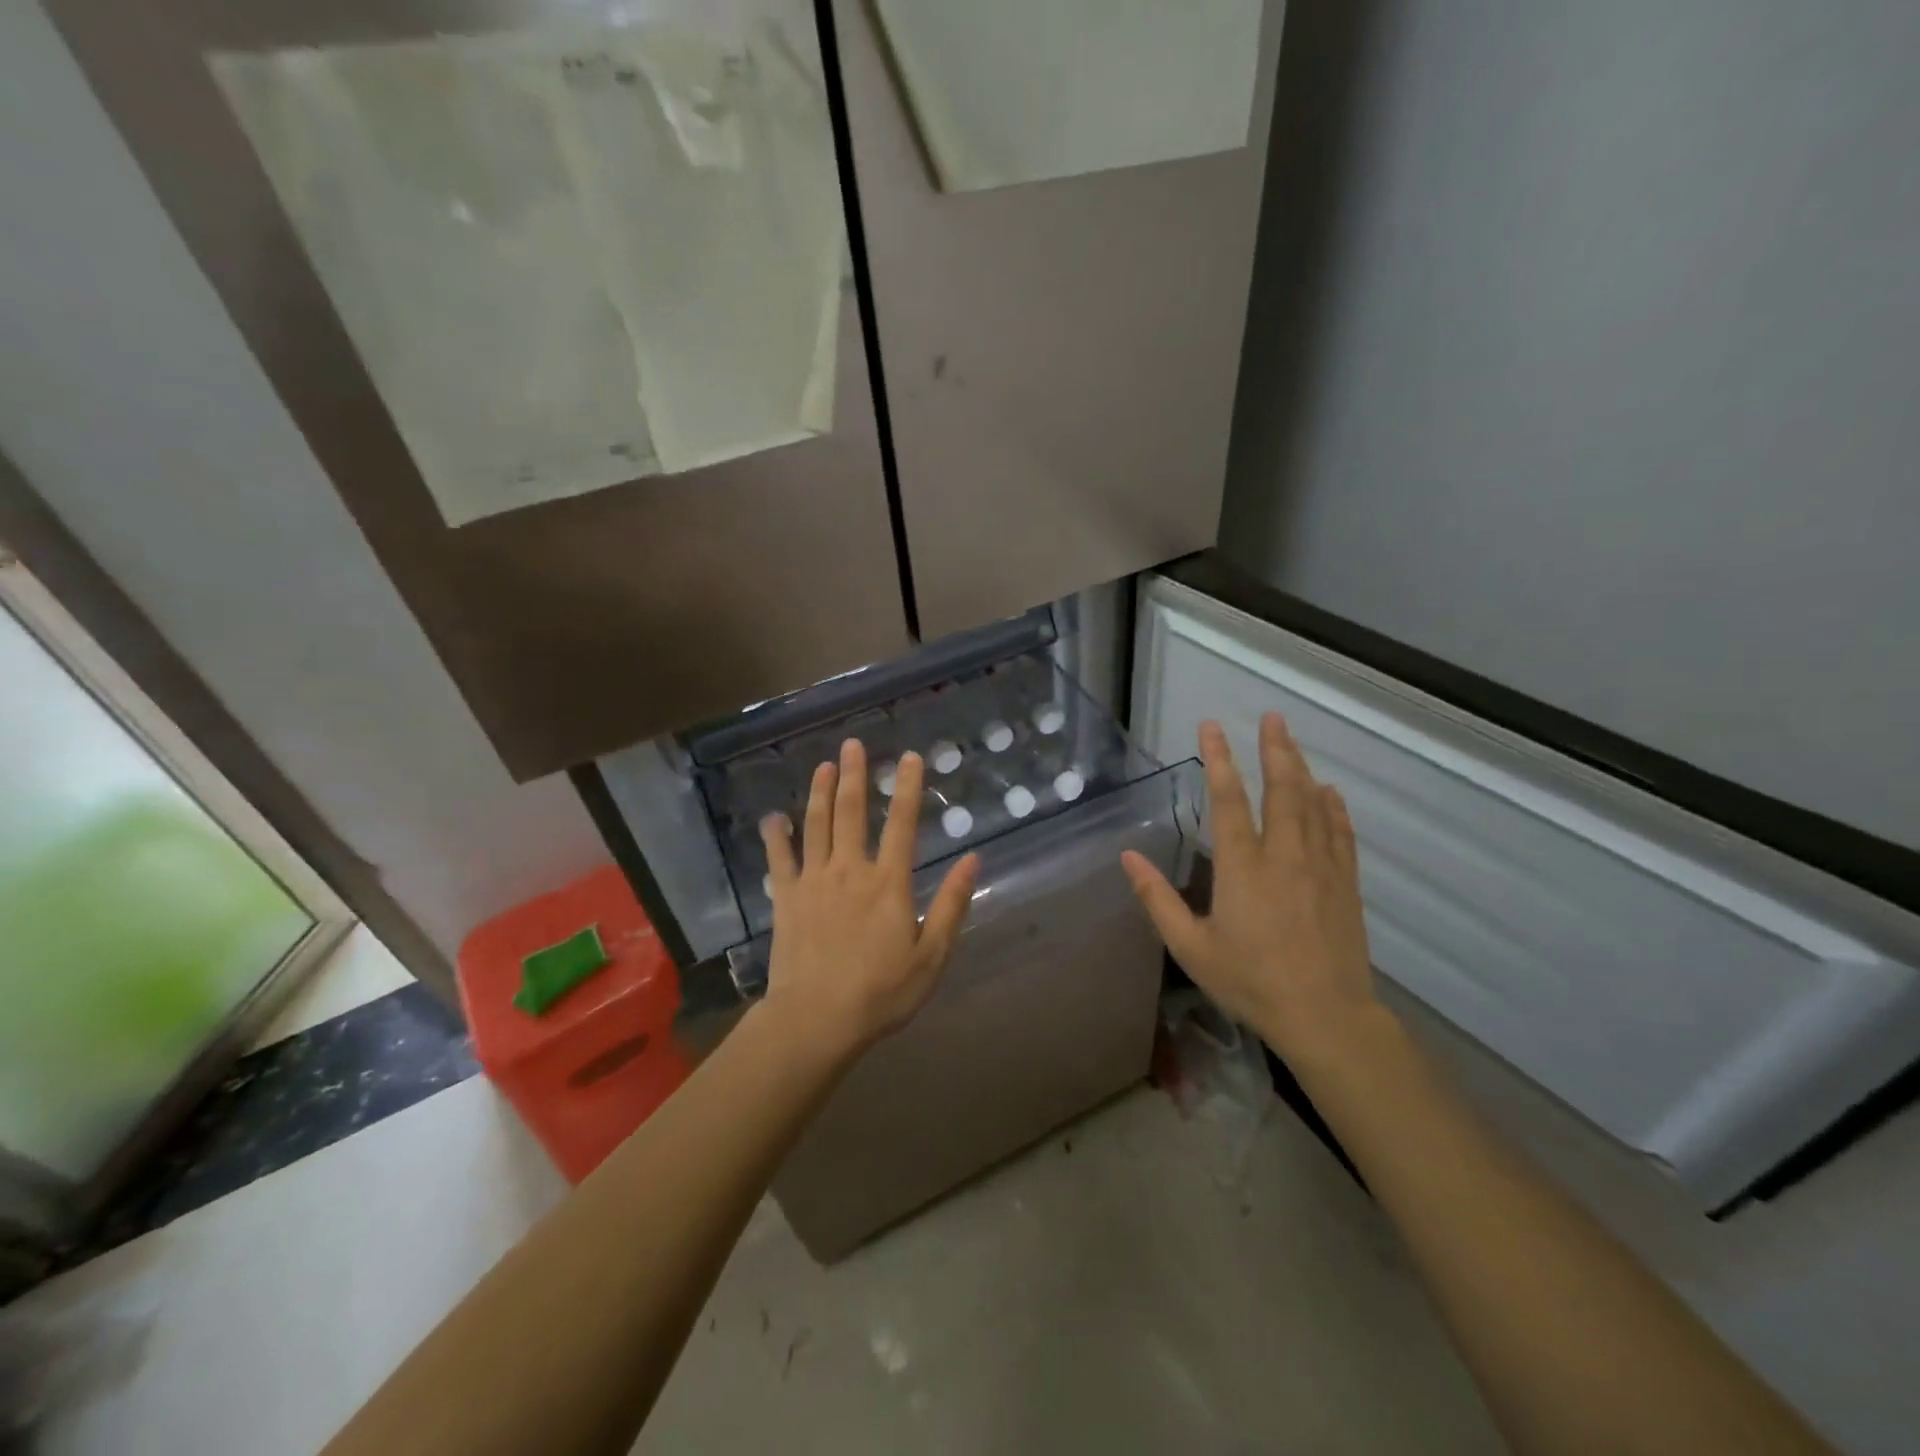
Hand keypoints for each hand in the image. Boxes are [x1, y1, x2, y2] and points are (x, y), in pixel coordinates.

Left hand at [760, 738, 978, 1060]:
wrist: (817, 1019)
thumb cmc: (881, 992)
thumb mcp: (932, 955)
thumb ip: (952, 905)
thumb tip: (973, 859)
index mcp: (888, 882)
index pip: (903, 823)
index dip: (907, 787)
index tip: (909, 756)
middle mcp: (850, 870)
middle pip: (852, 812)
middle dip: (854, 775)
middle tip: (852, 743)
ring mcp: (814, 881)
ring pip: (816, 825)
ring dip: (820, 792)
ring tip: (823, 765)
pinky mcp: (786, 898)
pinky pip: (779, 860)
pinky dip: (776, 836)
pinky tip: (773, 818)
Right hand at [1121, 714, 1383, 1064]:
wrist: (1326, 1016)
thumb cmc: (1251, 981)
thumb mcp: (1191, 947)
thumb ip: (1157, 899)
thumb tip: (1128, 857)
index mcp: (1243, 867)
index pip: (1228, 799)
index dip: (1218, 759)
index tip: (1212, 726)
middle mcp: (1284, 855)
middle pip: (1281, 789)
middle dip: (1274, 749)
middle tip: (1272, 717)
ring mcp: (1321, 867)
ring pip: (1312, 805)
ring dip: (1300, 769)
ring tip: (1291, 742)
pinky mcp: (1345, 884)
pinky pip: (1341, 834)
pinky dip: (1333, 808)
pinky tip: (1330, 793)